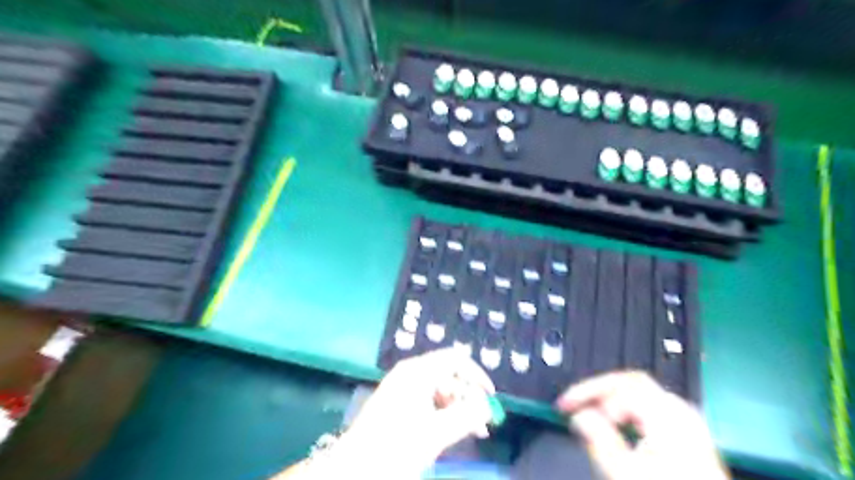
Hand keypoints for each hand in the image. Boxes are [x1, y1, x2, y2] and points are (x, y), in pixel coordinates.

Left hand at [306, 350, 497, 478]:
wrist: (354, 468)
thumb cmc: (395, 447)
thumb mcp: (435, 433)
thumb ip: (466, 416)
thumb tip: (487, 406)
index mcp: (418, 372)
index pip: (455, 360)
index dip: (476, 375)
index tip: (490, 398)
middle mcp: (411, 373)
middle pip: (449, 374)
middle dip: (469, 396)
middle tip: (482, 423)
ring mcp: (404, 387)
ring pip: (441, 389)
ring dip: (459, 407)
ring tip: (473, 431)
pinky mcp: (399, 402)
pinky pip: (429, 400)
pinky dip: (444, 413)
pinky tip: (454, 430)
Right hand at [558, 374, 731, 479]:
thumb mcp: (628, 474)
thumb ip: (600, 440)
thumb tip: (579, 416)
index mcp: (668, 415)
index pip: (619, 383)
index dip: (588, 391)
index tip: (567, 406)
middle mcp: (680, 413)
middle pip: (630, 383)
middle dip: (598, 391)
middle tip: (574, 404)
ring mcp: (687, 424)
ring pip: (639, 394)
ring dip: (610, 400)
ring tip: (589, 413)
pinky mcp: (688, 437)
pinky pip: (649, 408)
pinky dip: (626, 411)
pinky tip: (615, 425)